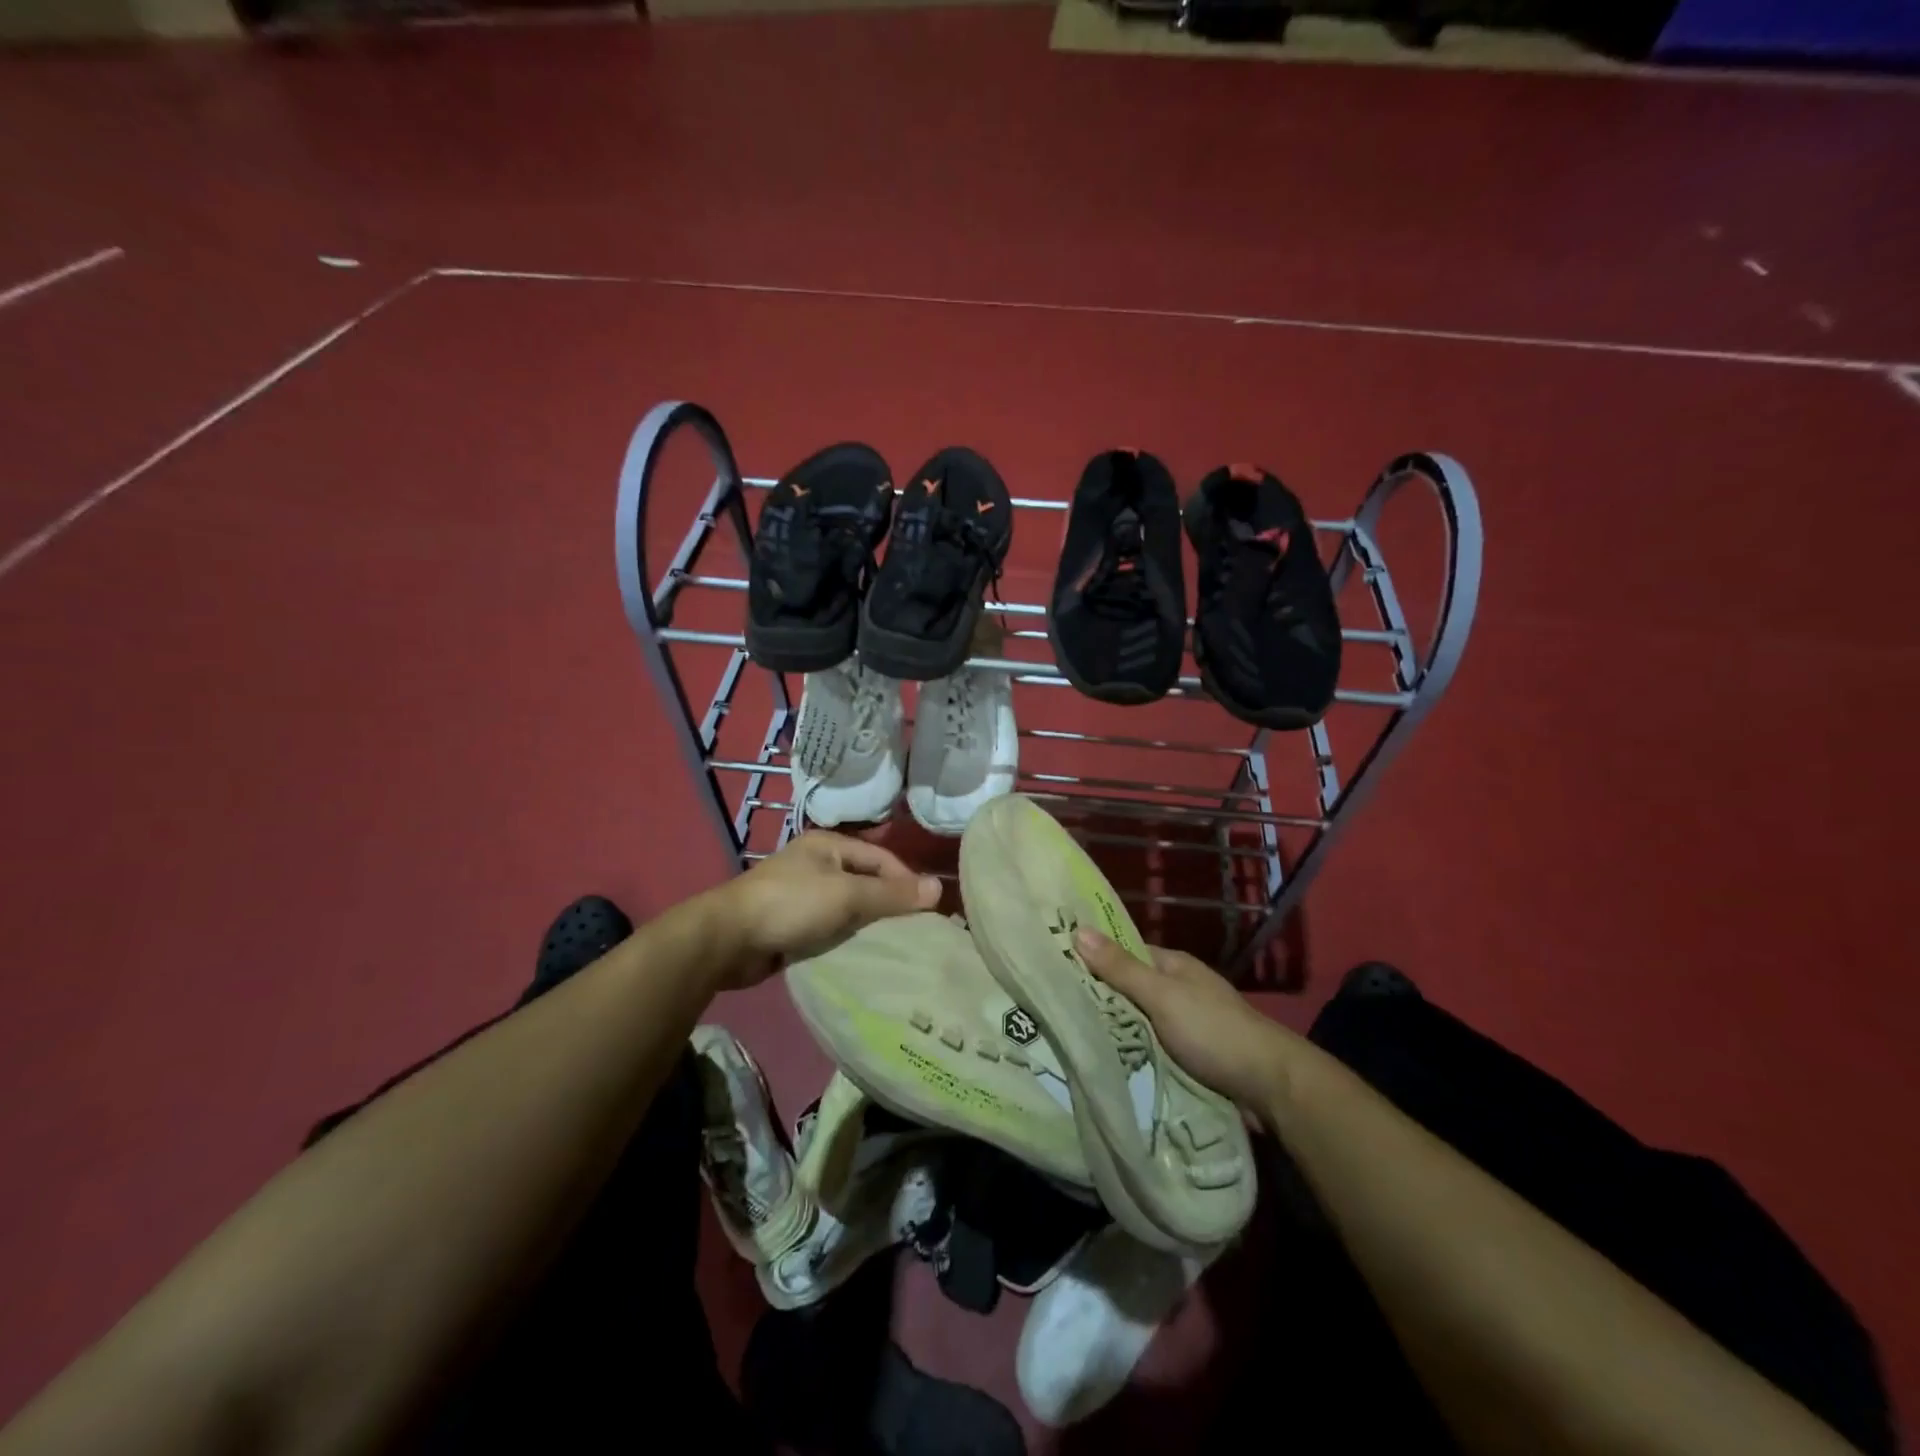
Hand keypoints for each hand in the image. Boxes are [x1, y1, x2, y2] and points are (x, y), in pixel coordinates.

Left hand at [714, 832, 940, 987]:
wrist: (728, 939)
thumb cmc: (791, 905)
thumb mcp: (846, 895)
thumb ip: (891, 894)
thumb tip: (938, 888)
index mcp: (830, 845)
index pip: (882, 858)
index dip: (906, 881)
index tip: (929, 911)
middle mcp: (818, 864)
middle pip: (866, 881)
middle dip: (890, 904)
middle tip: (917, 931)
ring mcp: (803, 893)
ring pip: (849, 907)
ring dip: (868, 924)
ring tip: (897, 946)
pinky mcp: (793, 922)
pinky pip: (830, 926)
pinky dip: (847, 937)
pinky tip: (863, 954)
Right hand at [1075, 928, 1297, 1119]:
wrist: (1270, 1087)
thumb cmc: (1213, 1030)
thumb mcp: (1162, 995)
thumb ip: (1121, 968)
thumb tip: (1077, 929)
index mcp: (1174, 966)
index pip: (1124, 954)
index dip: (1094, 958)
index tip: (1057, 967)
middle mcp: (1179, 991)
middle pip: (1130, 991)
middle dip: (1100, 1001)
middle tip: (1054, 1010)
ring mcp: (1186, 1026)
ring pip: (1139, 1024)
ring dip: (1116, 1033)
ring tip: (1069, 1040)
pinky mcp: (1190, 1059)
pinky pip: (1151, 1051)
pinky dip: (1133, 1056)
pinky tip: (1106, 1064)